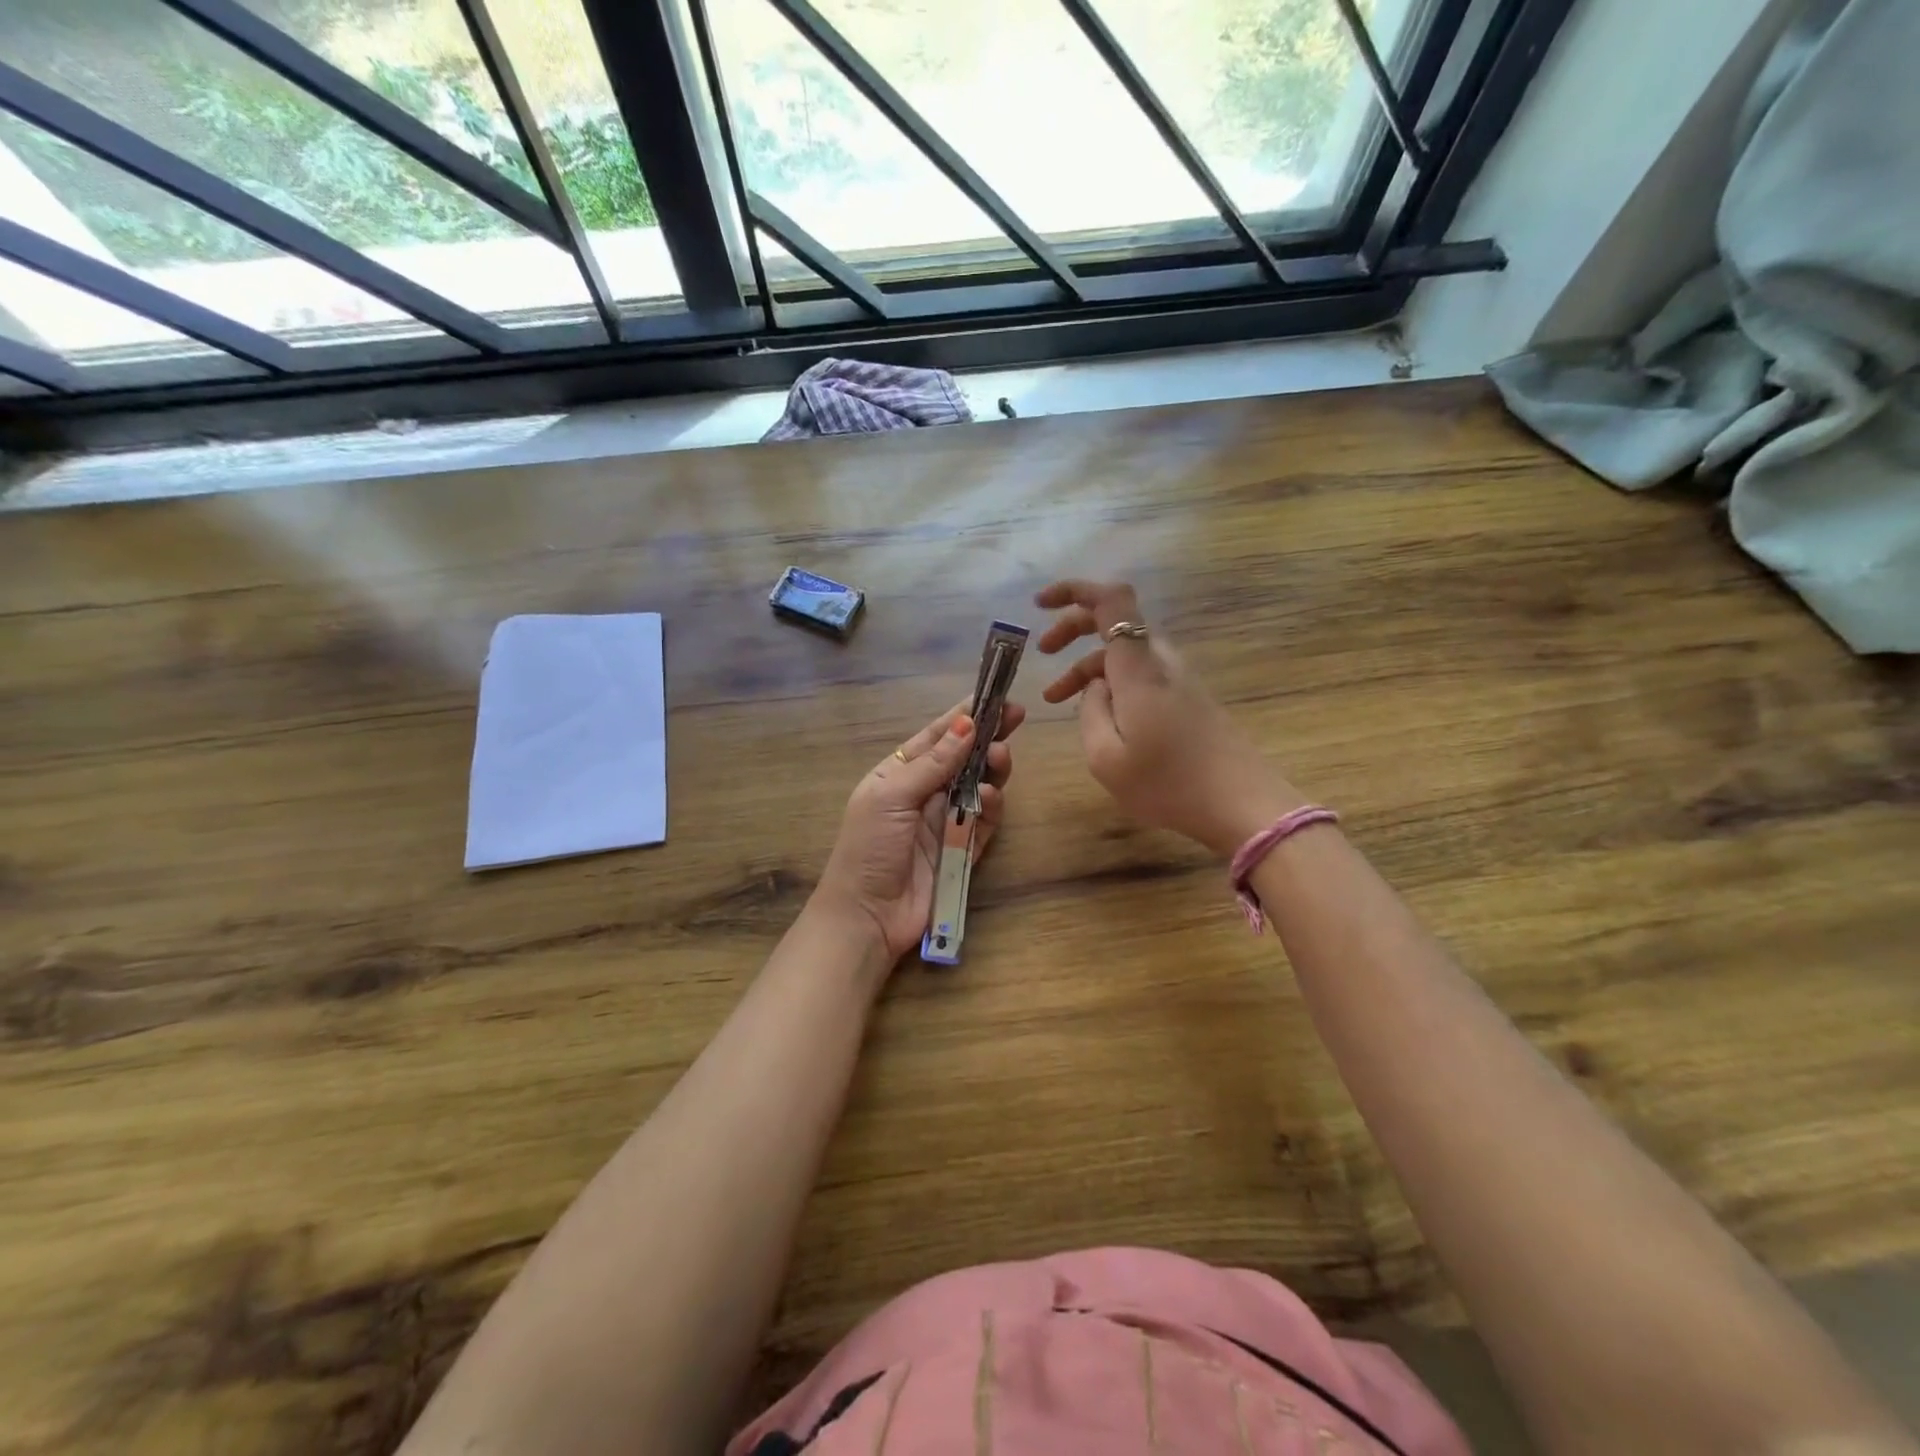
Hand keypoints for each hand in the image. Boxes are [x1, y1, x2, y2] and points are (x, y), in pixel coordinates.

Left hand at [812, 697, 1023, 965]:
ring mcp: (945, 822)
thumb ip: (933, 763)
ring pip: (978, 786)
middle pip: (963, 758)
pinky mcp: (963, 850)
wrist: (867, 917)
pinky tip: (990, 798)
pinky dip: (990, 808)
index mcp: (898, 774)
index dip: (964, 716)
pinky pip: (984, 822)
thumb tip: (966, 723)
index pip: (936, 737)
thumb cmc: (869, 848)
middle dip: (988, 737)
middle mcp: (923, 793)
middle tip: (1015, 718)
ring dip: (992, 770)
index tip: (995, 696)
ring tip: (1001, 759)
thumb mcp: (892, 797)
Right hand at [1035, 579, 1301, 857]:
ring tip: (1055, 700)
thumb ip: (1091, 711)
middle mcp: (1160, 662)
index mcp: (1138, 668)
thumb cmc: (1168, 783)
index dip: (1074, 590)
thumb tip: (1095, 686)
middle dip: (1072, 628)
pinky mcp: (1188, 698)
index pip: (1111, 600)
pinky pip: (1140, 675)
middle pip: (1115, 622)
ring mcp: (1178, 679)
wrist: (1242, 805)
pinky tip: (1097, 716)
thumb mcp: (1106, 757)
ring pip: (1124, 654)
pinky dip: (1111, 684)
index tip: (1041, 604)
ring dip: (1087, 667)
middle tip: (1042, 651)